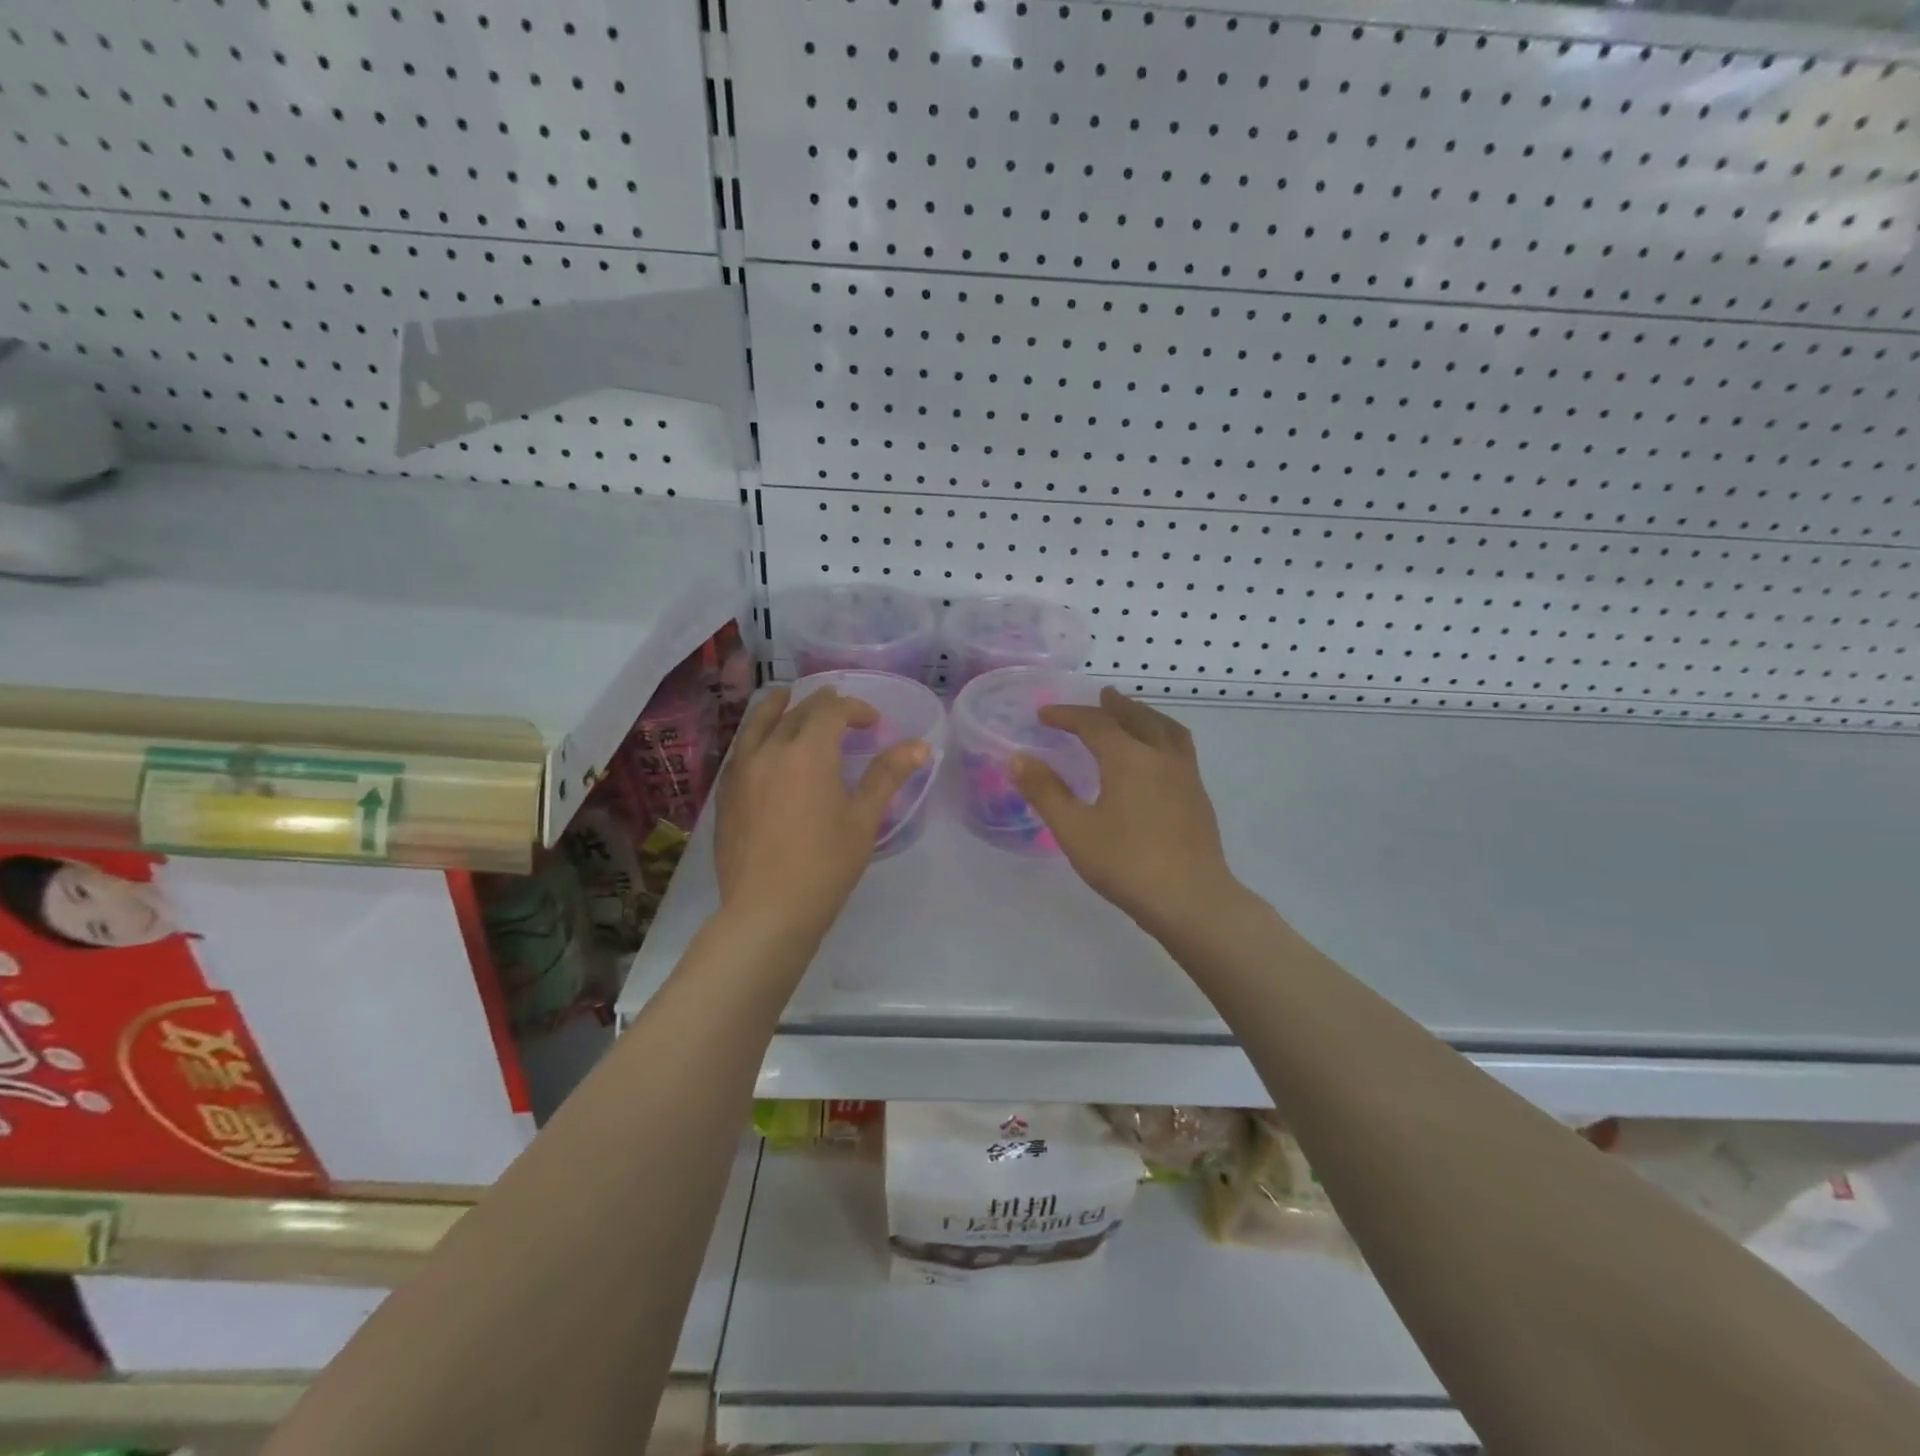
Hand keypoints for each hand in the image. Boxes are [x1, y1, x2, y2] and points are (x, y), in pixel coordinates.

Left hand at [714, 686, 929, 944]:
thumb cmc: (825, 865)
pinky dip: (757, 735)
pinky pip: (741, 749)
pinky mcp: (726, 795)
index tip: (873, 723)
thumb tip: (920, 744)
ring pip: (757, 724)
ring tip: (787, 700)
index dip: (855, 709)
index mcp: (807, 751)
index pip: (831, 710)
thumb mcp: (863, 819)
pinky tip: (763, 748)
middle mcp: (770, 750)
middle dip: (821, 704)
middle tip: (839, 709)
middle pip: (795, 711)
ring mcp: (741, 772)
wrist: (767, 911)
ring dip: (778, 707)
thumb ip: (888, 775)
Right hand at [1009, 688, 1236, 938]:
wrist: (1191, 900)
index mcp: (1128, 758)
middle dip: (1113, 706)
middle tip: (1099, 697)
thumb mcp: (1074, 830)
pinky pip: (1180, 749)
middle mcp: (1161, 757)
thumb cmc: (1126, 864)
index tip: (1044, 714)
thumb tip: (1017, 758)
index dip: (1067, 715)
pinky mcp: (1199, 797)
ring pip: (1166, 730)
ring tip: (1133, 715)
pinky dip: (1162, 736)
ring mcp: (1186, 776)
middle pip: (1137, 718)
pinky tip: (1156, 758)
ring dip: (1145, 716)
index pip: (1095, 723)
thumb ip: (1045, 791)